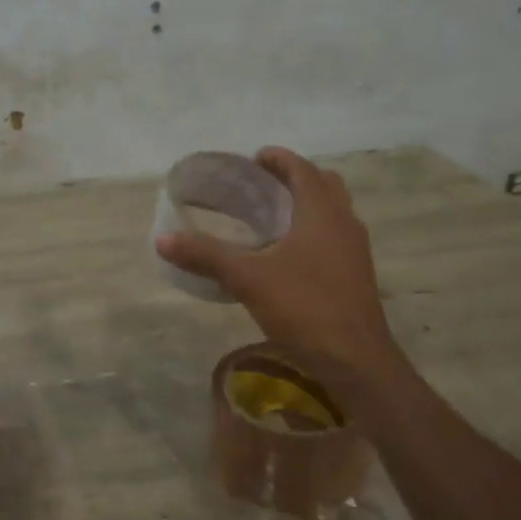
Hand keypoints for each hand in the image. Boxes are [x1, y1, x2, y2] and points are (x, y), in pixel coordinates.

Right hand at [154, 147, 398, 395]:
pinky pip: (335, 236)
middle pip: (323, 184)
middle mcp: (344, 222)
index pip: (302, 169)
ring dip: (306, 205)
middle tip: (261, 186)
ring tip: (271, 218)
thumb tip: (163, 240)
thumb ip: (206, 256)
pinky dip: (313, 230)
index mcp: (322, 212)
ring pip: (332, 211)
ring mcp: (355, 249)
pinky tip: (288, 256)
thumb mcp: (248, 279)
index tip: (253, 159)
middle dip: (294, 178)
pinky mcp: (357, 274)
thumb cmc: (304, 308)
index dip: (278, 159)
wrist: (356, 360)